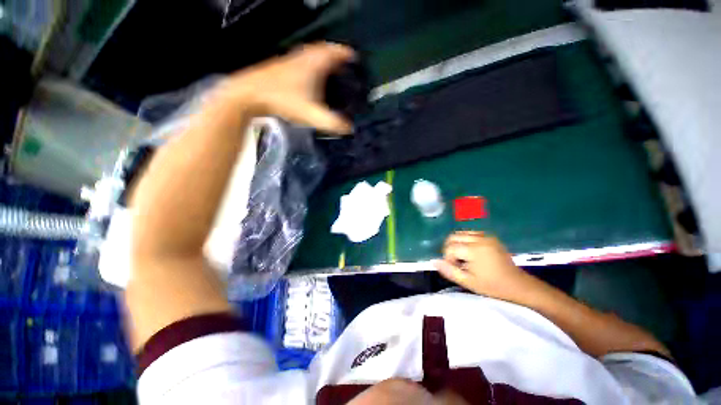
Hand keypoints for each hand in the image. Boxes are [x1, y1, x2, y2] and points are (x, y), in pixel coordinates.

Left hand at [211, 42, 354, 134]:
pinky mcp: (282, 66)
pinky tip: (310, 76)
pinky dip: (311, 63)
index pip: (335, 52)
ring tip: (330, 69)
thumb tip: (349, 128)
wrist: (250, 94)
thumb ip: (332, 123)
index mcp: (315, 64)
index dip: (347, 54)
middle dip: (336, 55)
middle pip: (324, 50)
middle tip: (344, 64)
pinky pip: (303, 59)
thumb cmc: (283, 101)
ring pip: (312, 53)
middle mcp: (304, 57)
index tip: (355, 59)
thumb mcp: (311, 115)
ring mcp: (291, 60)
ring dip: (323, 57)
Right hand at [433, 231, 530, 300]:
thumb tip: (433, 261)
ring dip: (456, 244)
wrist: (519, 285)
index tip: (455, 268)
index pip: (450, 247)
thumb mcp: (468, 282)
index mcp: (475, 250)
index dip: (447, 258)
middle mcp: (480, 238)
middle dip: (449, 249)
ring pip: (460, 234)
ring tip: (463, 258)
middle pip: (453, 237)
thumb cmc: (493, 286)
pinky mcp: (490, 236)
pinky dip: (465, 241)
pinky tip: (470, 253)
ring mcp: (486, 236)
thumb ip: (449, 271)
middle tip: (456, 262)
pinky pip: (470, 234)